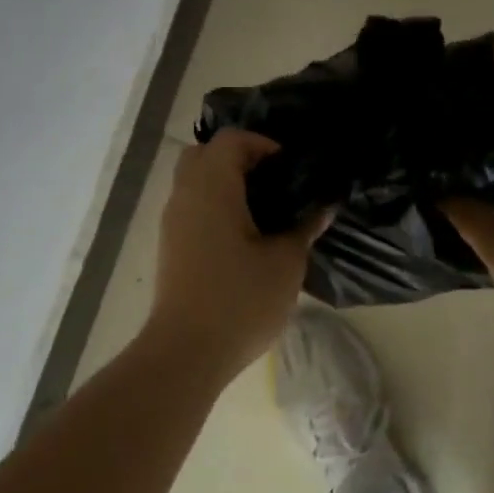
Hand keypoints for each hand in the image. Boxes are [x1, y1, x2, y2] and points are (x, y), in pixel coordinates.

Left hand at [143, 130, 328, 381]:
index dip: (262, 144)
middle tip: (273, 183)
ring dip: (225, 185)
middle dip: (238, 159)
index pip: (231, 140)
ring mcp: (172, 223)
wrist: (186, 352)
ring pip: (194, 182)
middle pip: (204, 154)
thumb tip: (323, 208)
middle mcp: (185, 196)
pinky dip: (214, 207)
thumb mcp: (285, 263)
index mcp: (212, 188)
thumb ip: (304, 228)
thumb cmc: (240, 300)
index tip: (290, 168)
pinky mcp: (170, 247)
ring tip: (264, 211)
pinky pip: (191, 208)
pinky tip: (244, 237)